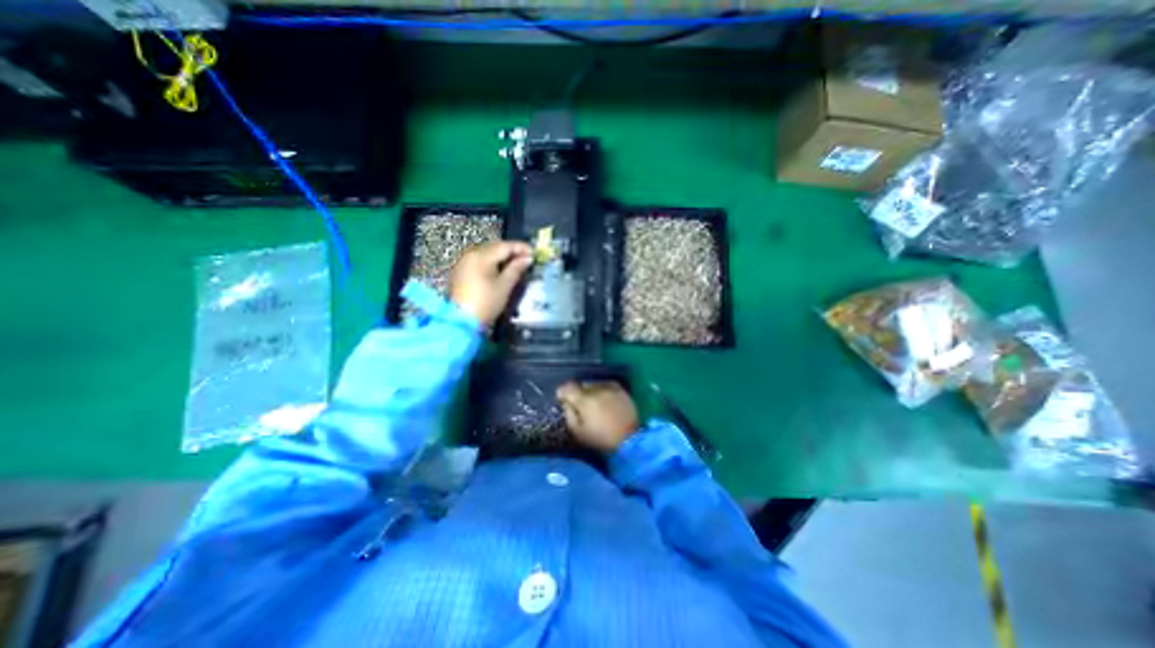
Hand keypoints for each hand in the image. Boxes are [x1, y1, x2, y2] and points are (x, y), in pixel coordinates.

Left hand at [448, 241, 534, 326]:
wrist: (462, 322)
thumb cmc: (486, 303)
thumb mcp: (504, 286)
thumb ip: (516, 269)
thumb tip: (527, 259)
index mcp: (481, 256)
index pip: (504, 246)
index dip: (521, 248)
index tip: (533, 252)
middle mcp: (470, 255)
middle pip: (494, 247)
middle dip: (511, 251)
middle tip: (526, 258)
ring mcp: (463, 263)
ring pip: (486, 254)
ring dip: (501, 257)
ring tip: (515, 264)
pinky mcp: (461, 272)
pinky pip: (479, 261)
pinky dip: (491, 263)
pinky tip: (500, 270)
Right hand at [552, 381, 634, 452]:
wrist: (629, 440)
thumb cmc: (601, 439)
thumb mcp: (578, 432)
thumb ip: (569, 414)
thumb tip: (566, 402)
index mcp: (584, 400)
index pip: (567, 388)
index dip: (562, 393)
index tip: (563, 399)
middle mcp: (596, 390)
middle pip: (581, 385)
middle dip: (577, 392)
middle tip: (578, 403)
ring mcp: (609, 388)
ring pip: (593, 384)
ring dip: (589, 390)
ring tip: (592, 401)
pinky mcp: (620, 390)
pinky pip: (606, 384)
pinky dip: (602, 389)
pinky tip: (603, 397)